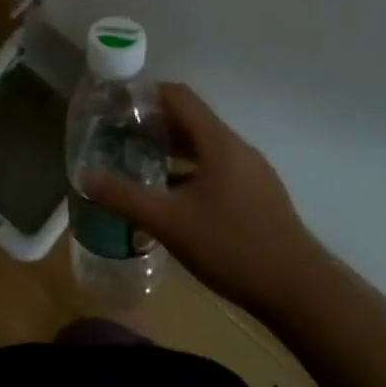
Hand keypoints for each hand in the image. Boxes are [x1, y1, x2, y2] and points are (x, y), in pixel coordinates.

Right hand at [84, 82, 325, 316]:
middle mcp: (236, 148)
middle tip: (118, 136)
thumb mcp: (169, 222)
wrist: (300, 292)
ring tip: (139, 163)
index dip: (145, 94)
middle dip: (153, 124)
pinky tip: (172, 198)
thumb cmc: (232, 246)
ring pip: (204, 146)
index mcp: (218, 142)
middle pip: (190, 120)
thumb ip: (124, 196)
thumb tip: (85, 176)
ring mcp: (251, 172)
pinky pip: (217, 168)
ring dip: (172, 150)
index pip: (178, 96)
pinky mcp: (258, 195)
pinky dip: (190, 171)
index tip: (116, 105)